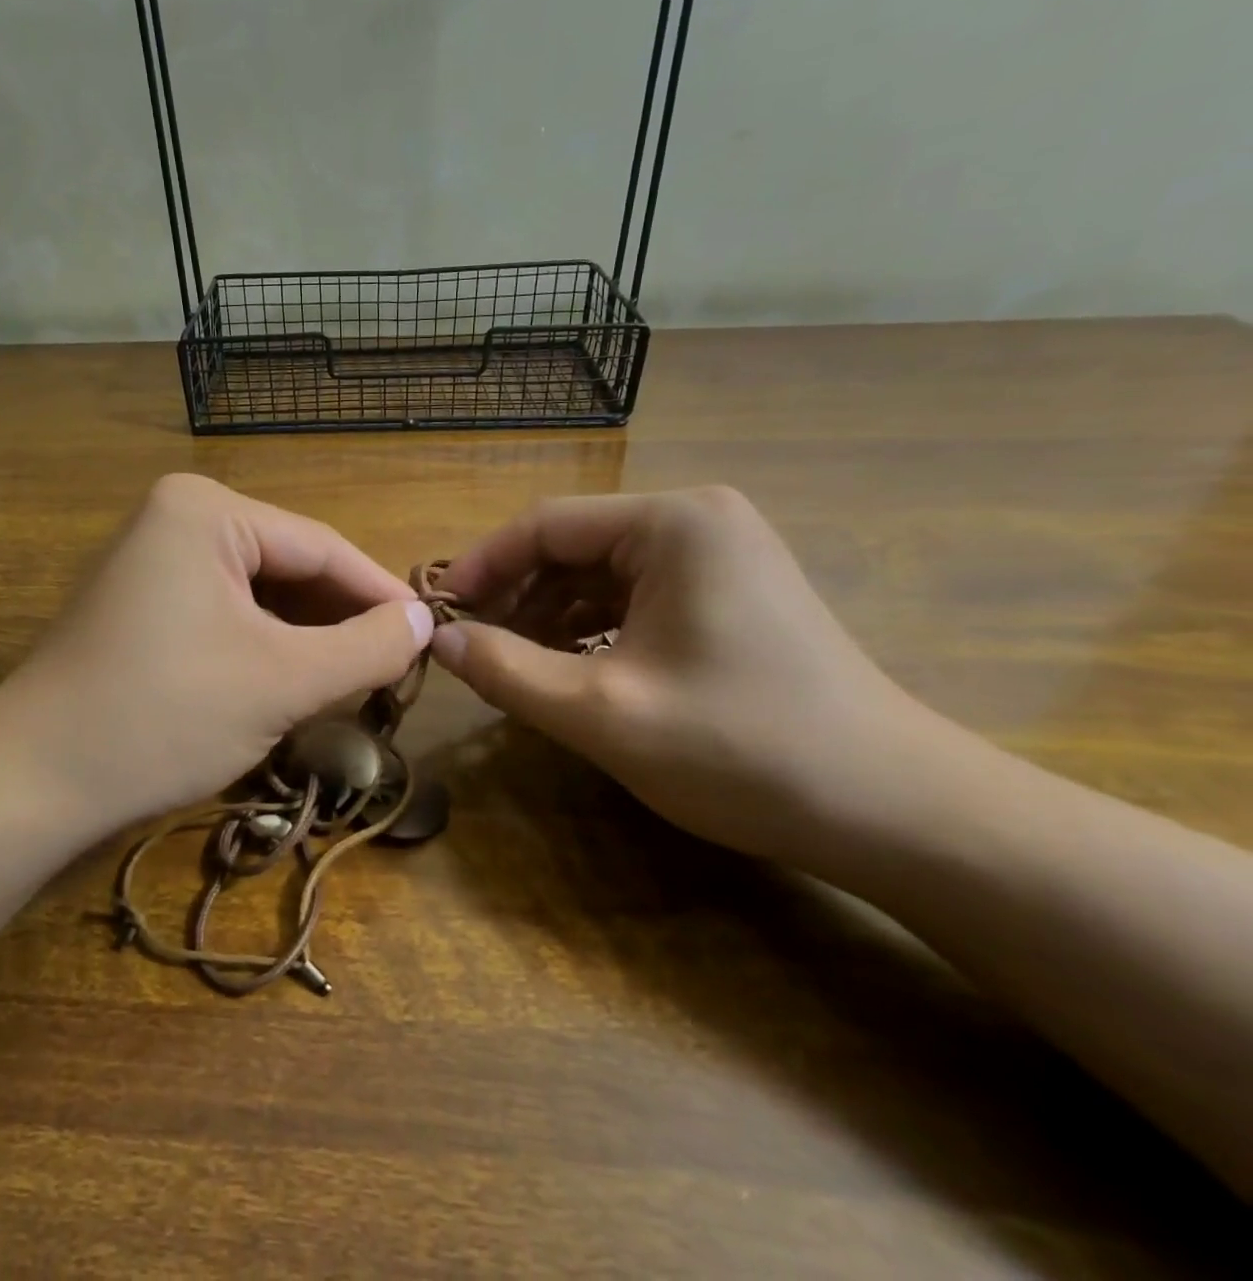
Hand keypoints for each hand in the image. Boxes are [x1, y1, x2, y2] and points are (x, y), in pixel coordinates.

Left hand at [0, 474, 433, 832]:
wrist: (32, 782)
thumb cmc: (163, 716)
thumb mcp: (282, 682)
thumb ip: (366, 647)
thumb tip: (424, 622)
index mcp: (206, 509)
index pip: (321, 545)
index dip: (381, 593)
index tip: (432, 634)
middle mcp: (178, 518)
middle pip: (289, 566)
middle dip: (340, 619)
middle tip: (396, 667)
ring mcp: (154, 560)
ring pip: (259, 595)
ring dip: (306, 637)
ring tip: (354, 680)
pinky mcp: (143, 603)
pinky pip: (226, 614)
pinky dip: (265, 647)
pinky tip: (293, 682)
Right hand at [430, 486, 909, 863]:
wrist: (894, 811)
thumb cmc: (743, 750)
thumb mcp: (603, 713)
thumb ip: (508, 671)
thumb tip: (437, 641)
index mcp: (673, 523)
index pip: (545, 524)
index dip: (482, 567)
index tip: (437, 613)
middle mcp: (697, 521)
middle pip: (572, 546)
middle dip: (515, 596)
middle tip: (470, 647)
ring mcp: (719, 556)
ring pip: (599, 574)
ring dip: (547, 615)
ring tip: (510, 663)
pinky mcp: (728, 593)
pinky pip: (633, 597)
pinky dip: (589, 628)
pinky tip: (565, 667)